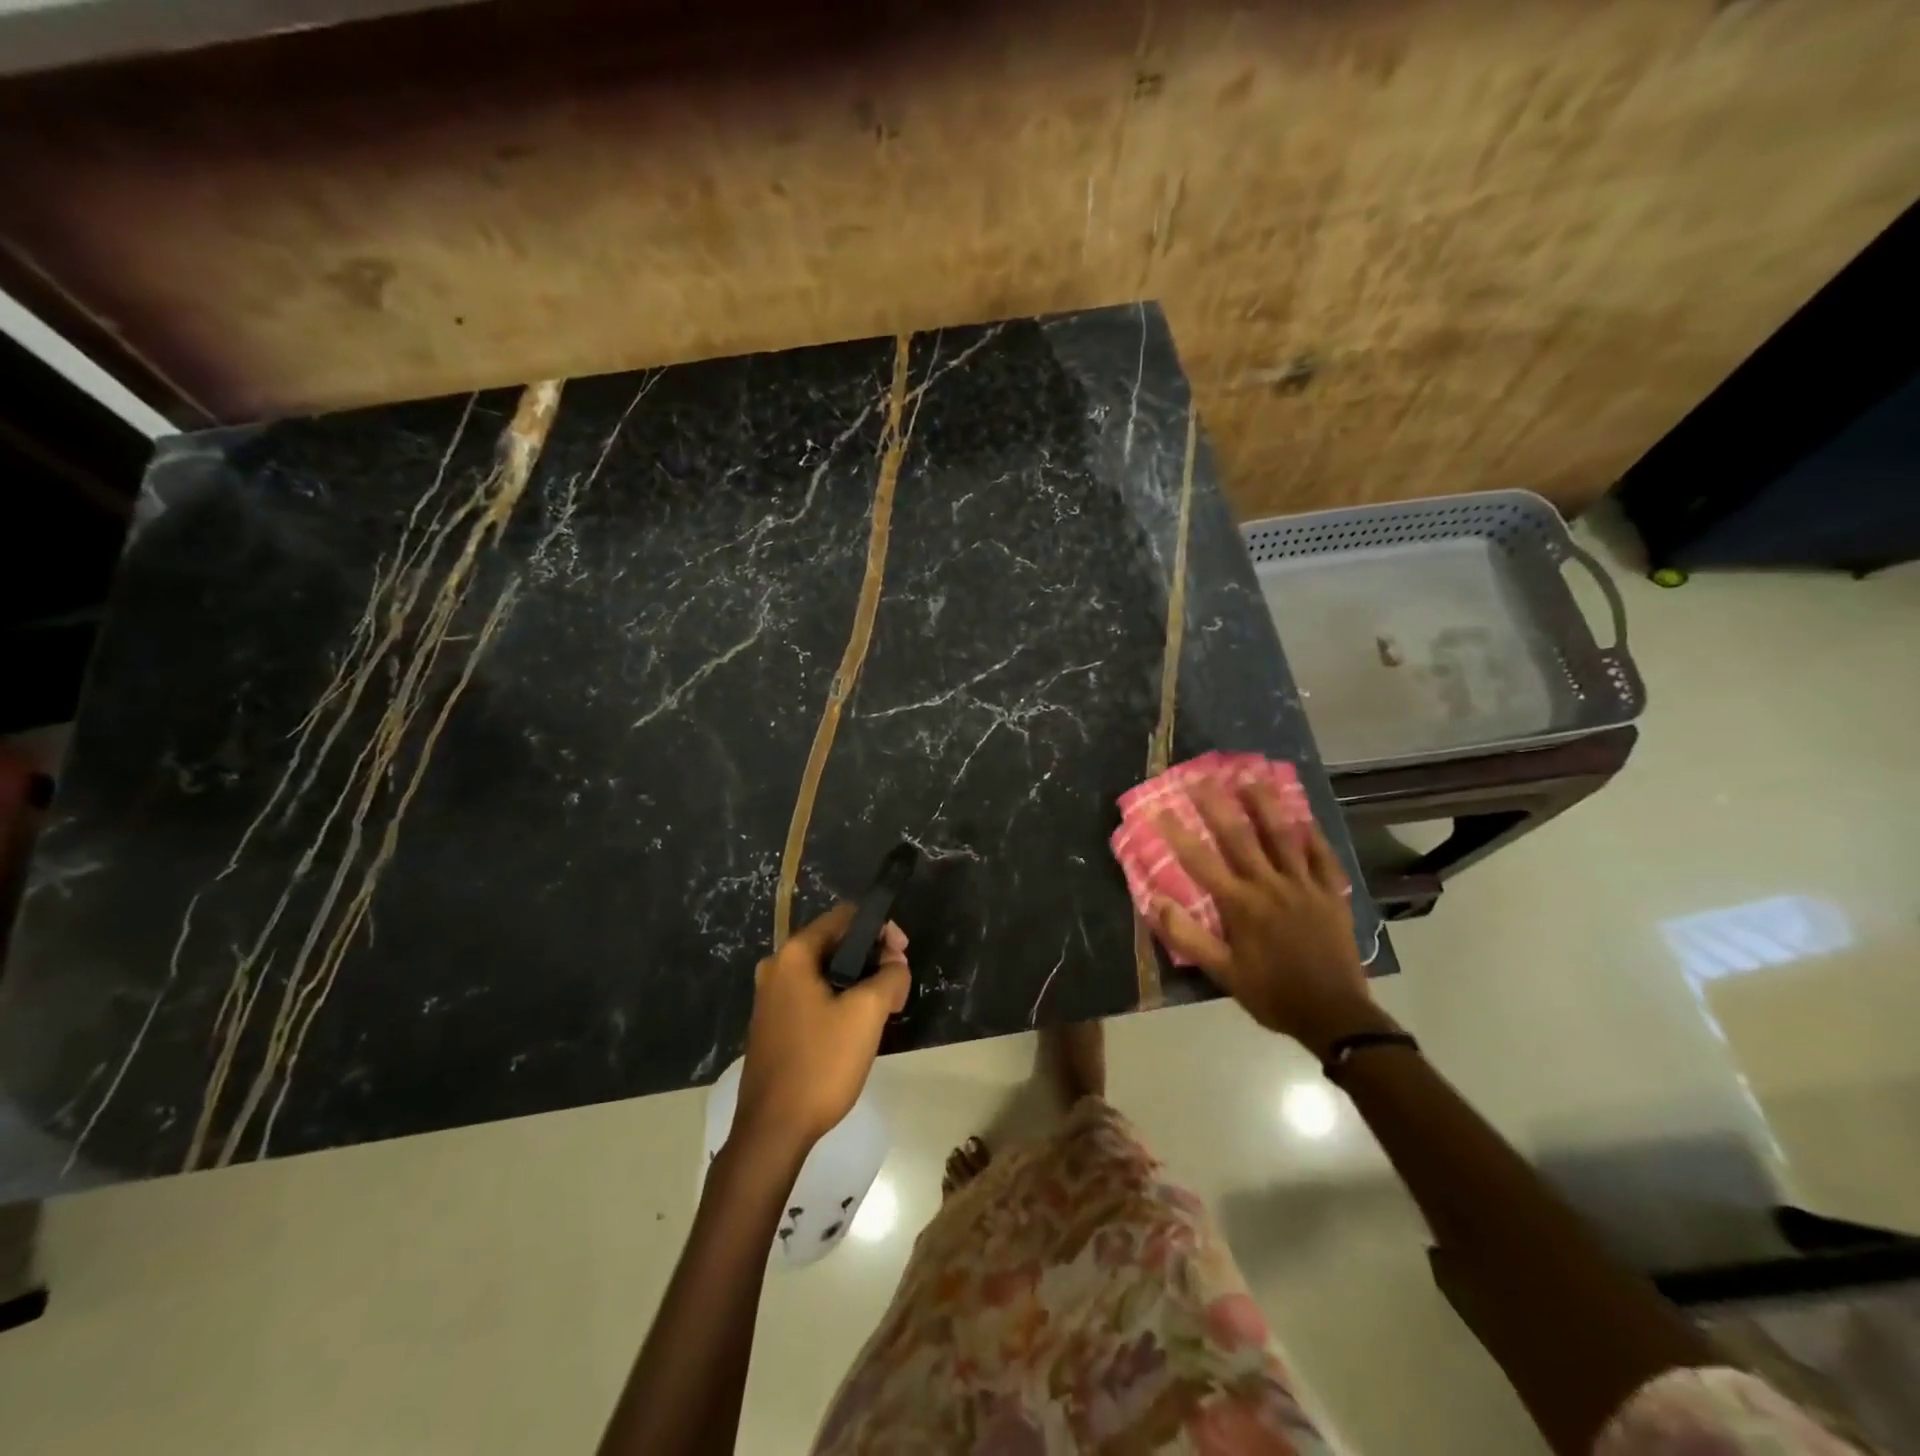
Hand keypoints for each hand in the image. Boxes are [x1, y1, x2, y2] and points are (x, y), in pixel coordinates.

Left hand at [735, 905, 911, 1151]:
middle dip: (871, 957)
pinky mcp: (773, 1023)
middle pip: (835, 943)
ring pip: (826, 972)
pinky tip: (857, 1025)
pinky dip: (839, 998)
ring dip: (858, 980)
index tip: (903, 956)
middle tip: (898, 984)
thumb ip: (890, 977)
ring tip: (885, 1006)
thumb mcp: (867, 1014)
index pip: (844, 917)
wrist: (773, 1130)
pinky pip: (813, 994)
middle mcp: (776, 967)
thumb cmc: (821, 1063)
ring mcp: (771, 997)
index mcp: (794, 954)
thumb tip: (896, 964)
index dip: (880, 929)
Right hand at [1153, 778, 1388, 1056]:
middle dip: (1217, 804)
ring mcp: (1304, 886)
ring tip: (1251, 776)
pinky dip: (1313, 834)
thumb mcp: (1223, 974)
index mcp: (1240, 905)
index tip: (1158, 807)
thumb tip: (1156, 902)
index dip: (1177, 832)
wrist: (1336, 1015)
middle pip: (1239, 836)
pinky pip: (1322, 856)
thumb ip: (1188, 937)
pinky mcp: (1332, 893)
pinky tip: (1304, 816)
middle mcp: (1270, 885)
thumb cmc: (1272, 994)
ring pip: (1282, 836)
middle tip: (1200, 776)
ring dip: (1265, 804)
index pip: (1200, 861)